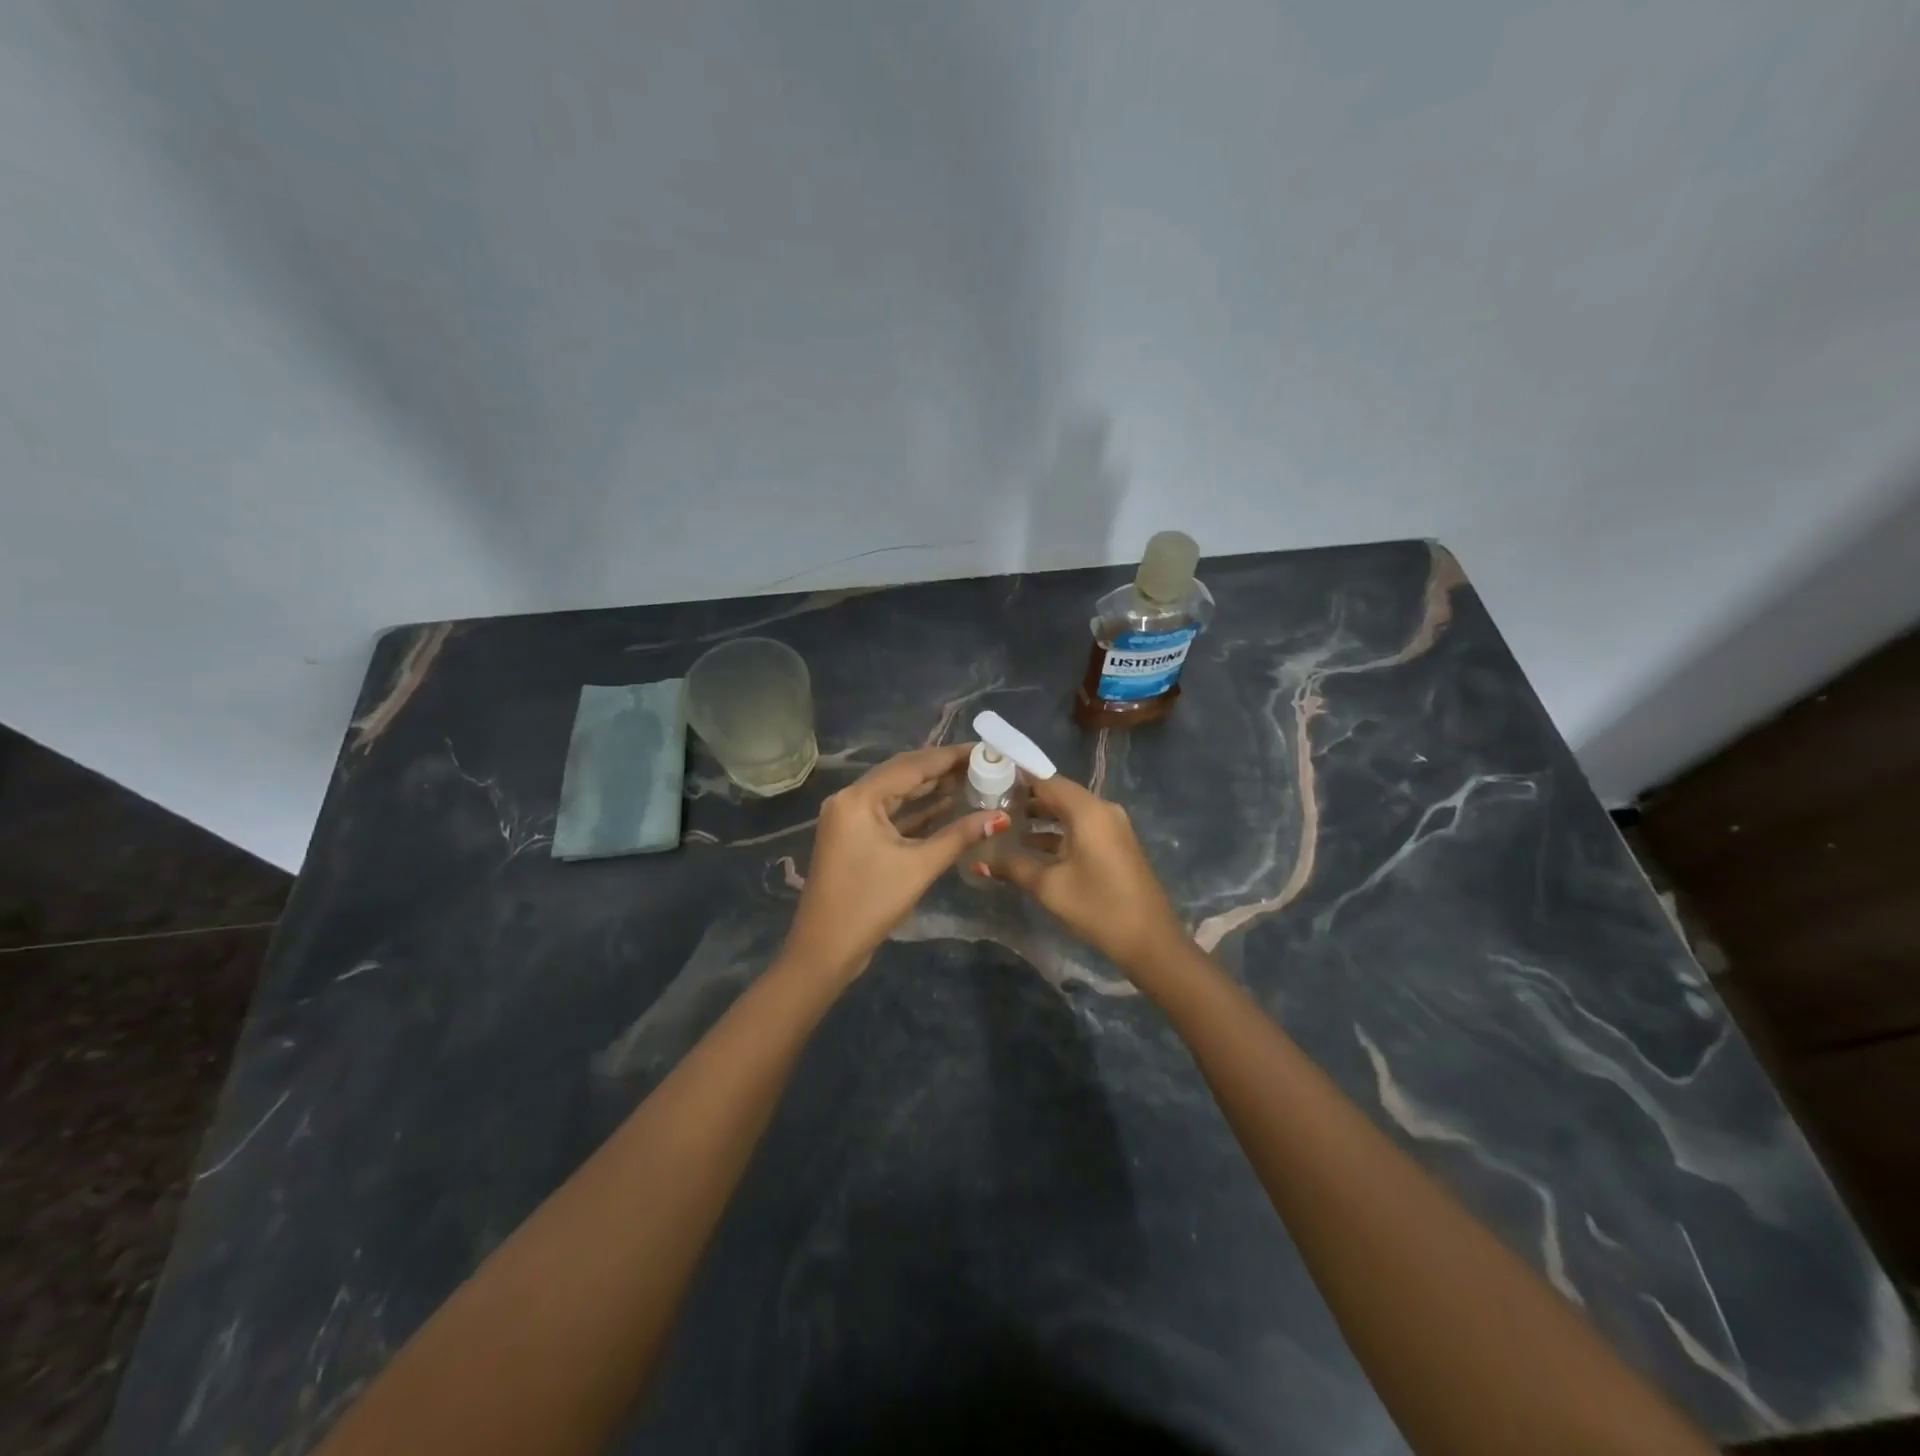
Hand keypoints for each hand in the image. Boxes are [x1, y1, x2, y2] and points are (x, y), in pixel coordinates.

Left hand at [783, 745, 1007, 981]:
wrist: (825, 950)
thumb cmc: (870, 904)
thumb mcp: (919, 867)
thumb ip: (959, 836)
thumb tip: (999, 817)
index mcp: (859, 798)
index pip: (911, 766)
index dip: (949, 756)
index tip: (983, 749)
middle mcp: (850, 799)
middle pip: (902, 774)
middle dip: (941, 769)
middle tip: (982, 763)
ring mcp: (849, 818)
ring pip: (896, 794)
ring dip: (930, 788)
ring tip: (972, 779)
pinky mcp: (854, 837)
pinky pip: (890, 813)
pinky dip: (917, 810)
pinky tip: (948, 805)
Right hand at [987, 774, 1186, 972]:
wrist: (1149, 940)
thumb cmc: (1097, 907)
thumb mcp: (1049, 886)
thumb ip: (1012, 866)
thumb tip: (978, 860)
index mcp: (1087, 810)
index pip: (1046, 780)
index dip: (1016, 779)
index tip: (987, 780)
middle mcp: (1102, 810)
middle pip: (1058, 793)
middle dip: (1025, 798)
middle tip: (989, 804)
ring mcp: (1111, 826)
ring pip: (1068, 811)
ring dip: (1040, 817)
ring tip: (1004, 825)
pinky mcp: (1114, 844)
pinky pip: (1080, 826)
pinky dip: (1056, 831)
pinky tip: (1030, 847)